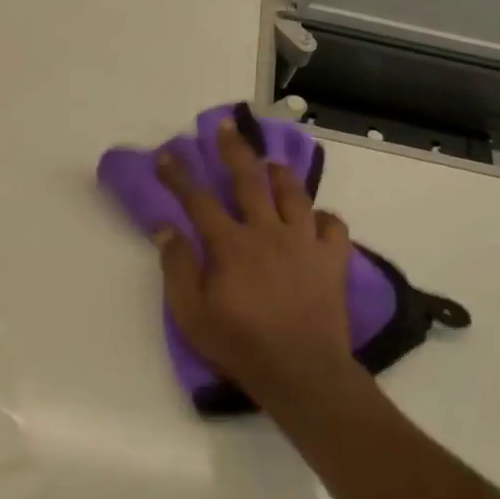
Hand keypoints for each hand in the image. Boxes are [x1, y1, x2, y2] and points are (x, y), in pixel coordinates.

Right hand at [153, 116, 360, 408]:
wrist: (300, 371)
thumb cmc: (239, 344)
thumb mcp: (191, 313)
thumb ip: (178, 267)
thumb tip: (165, 227)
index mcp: (231, 245)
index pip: (198, 201)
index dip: (179, 176)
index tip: (166, 155)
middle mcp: (269, 233)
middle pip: (249, 181)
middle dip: (234, 151)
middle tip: (226, 127)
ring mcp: (305, 244)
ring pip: (295, 195)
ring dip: (280, 174)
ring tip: (270, 163)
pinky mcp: (333, 260)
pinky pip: (334, 226)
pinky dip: (323, 216)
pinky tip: (314, 218)